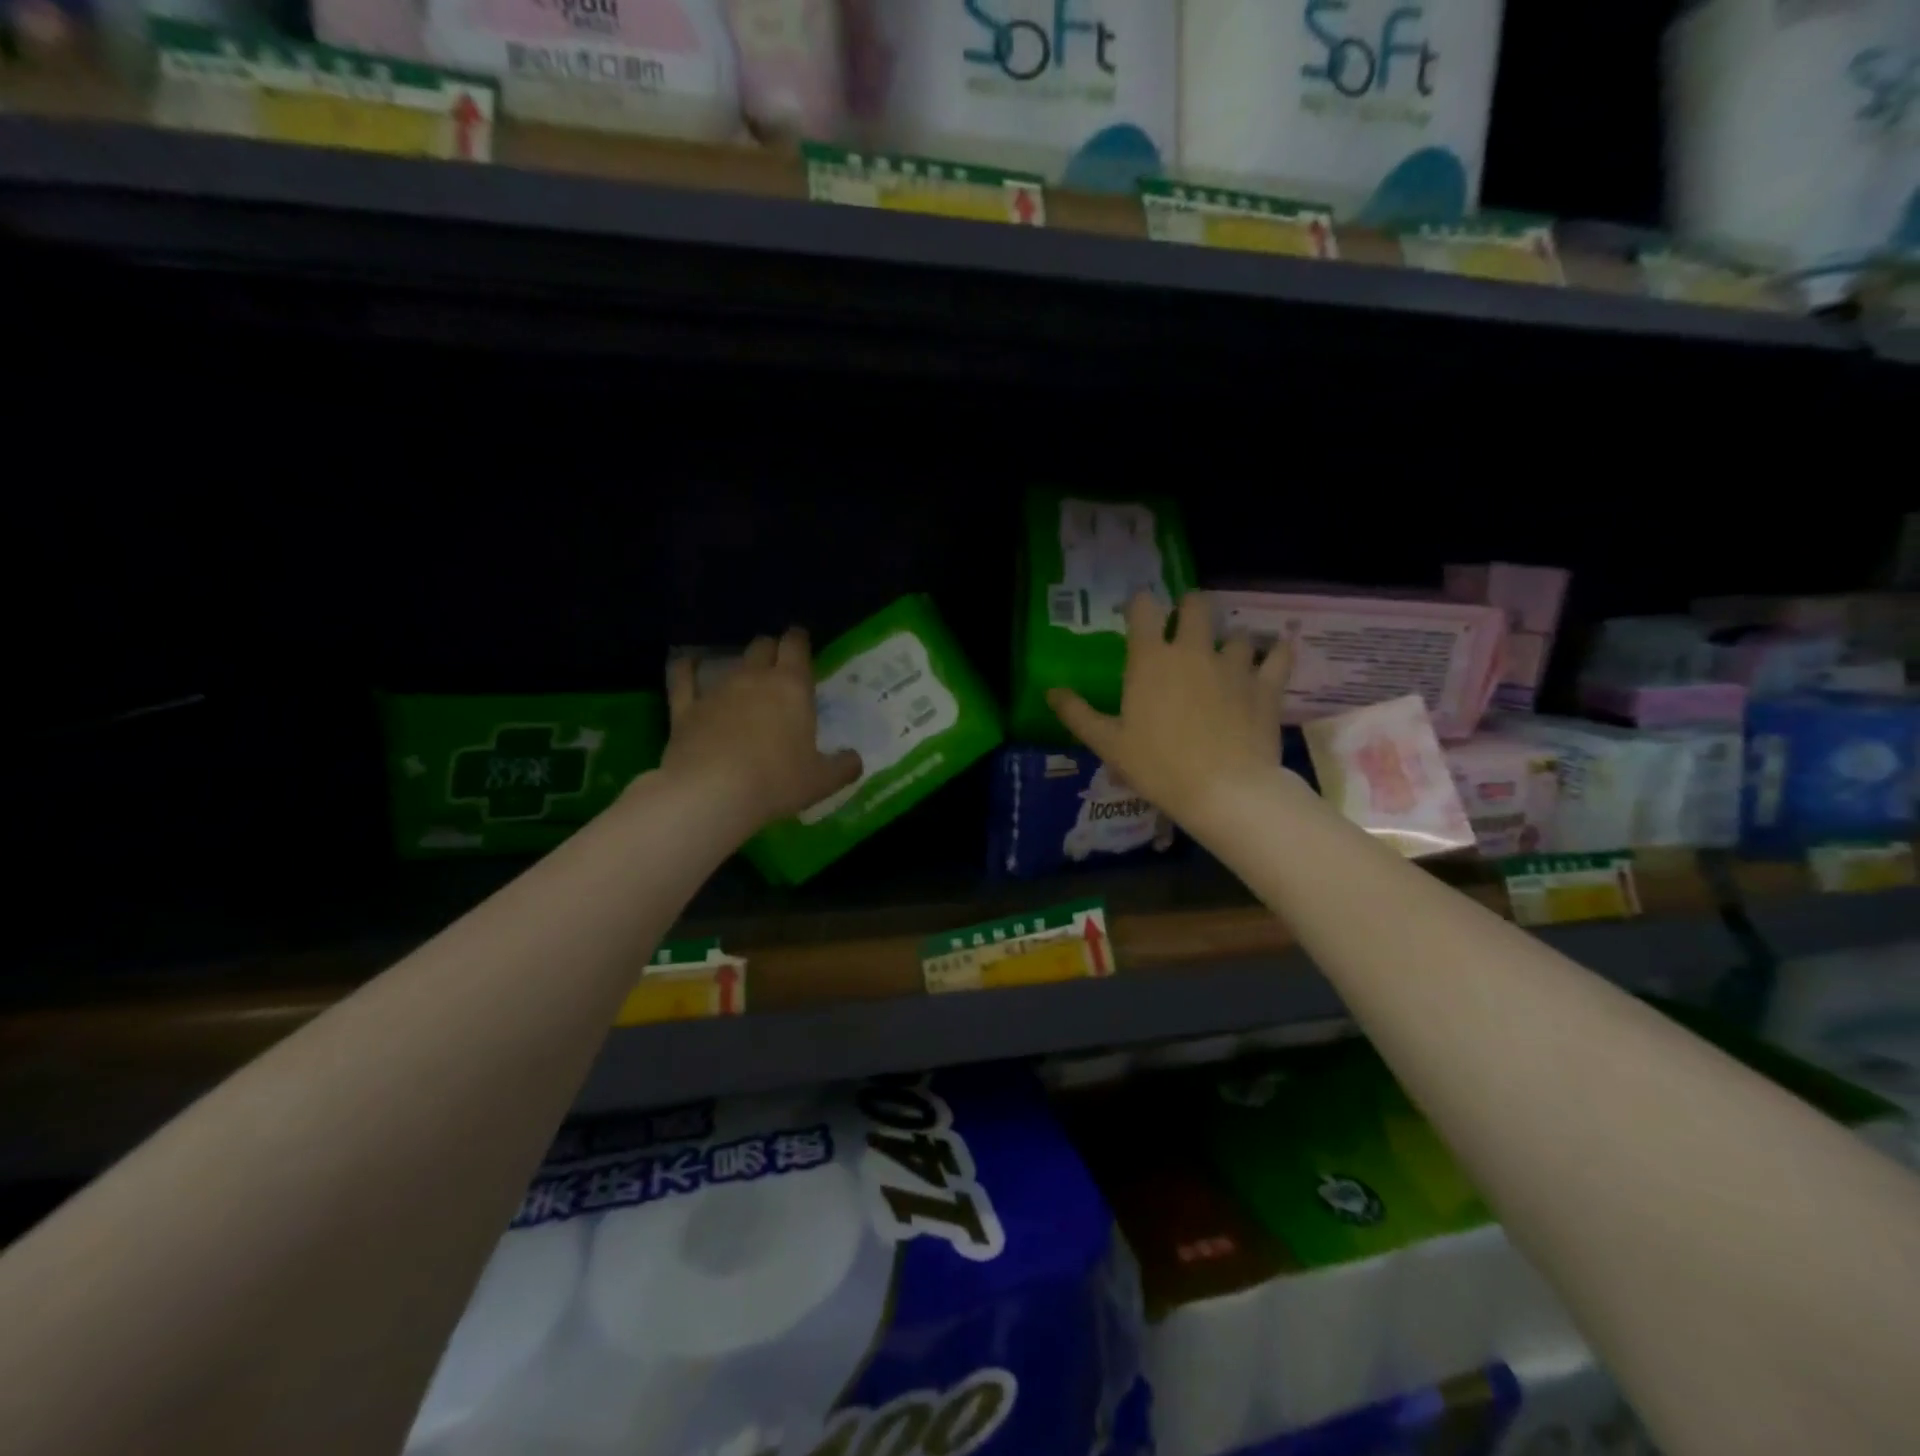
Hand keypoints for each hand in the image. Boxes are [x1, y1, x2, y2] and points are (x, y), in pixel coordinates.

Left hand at [662, 629, 862, 834]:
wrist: (712, 793)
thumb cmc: (777, 781)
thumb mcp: (821, 780)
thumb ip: (843, 767)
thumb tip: (855, 760)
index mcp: (792, 687)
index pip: (796, 646)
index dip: (799, 640)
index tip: (802, 642)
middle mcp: (754, 678)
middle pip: (763, 647)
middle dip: (772, 650)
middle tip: (778, 664)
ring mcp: (717, 690)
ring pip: (730, 662)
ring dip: (740, 666)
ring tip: (745, 675)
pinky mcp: (686, 708)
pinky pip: (683, 679)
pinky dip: (685, 668)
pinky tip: (686, 663)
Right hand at [1048, 591, 1294, 835]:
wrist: (1224, 791)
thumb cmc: (1158, 766)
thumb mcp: (1108, 744)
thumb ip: (1078, 714)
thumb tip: (1051, 691)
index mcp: (1151, 659)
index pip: (1144, 608)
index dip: (1139, 604)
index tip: (1137, 613)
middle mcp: (1193, 650)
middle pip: (1196, 605)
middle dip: (1189, 609)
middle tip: (1186, 627)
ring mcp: (1234, 665)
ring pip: (1236, 633)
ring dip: (1229, 642)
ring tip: (1226, 660)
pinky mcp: (1266, 684)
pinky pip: (1278, 655)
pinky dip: (1276, 652)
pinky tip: (1274, 655)